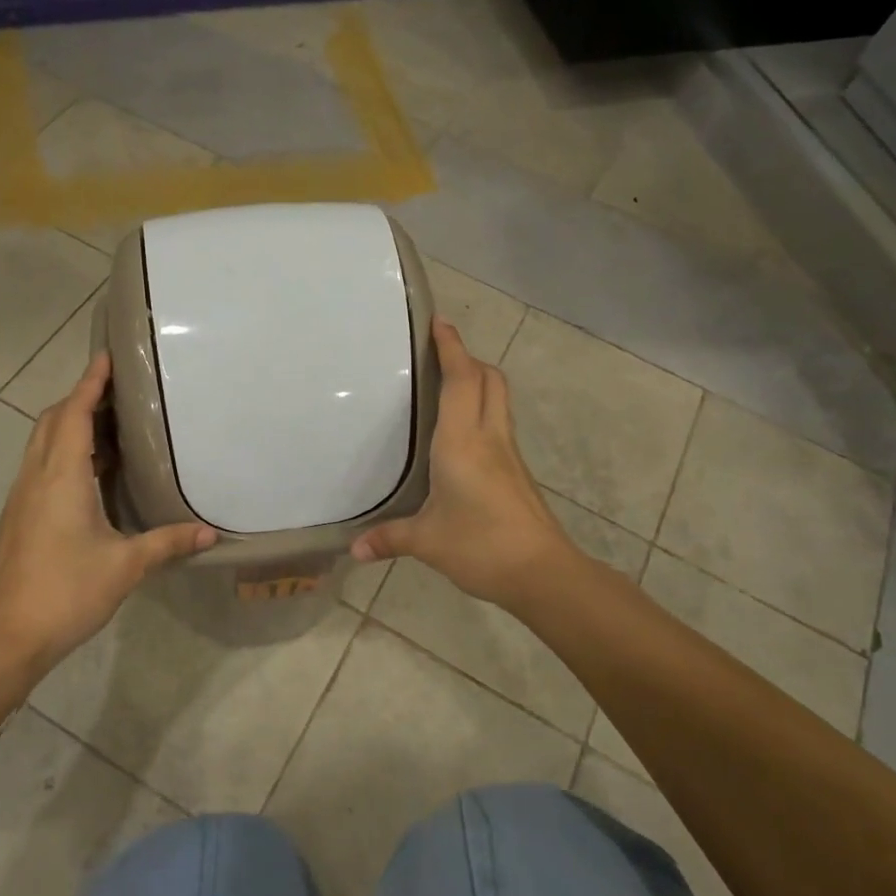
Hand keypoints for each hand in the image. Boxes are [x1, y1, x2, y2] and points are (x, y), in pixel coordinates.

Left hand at [0, 352, 215, 671]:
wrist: (9, 636)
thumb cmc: (68, 592)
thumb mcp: (126, 566)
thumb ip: (168, 543)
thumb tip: (211, 534)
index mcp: (62, 477)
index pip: (74, 414)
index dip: (90, 383)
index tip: (107, 357)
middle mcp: (37, 477)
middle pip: (52, 420)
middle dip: (80, 398)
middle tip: (117, 392)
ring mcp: (22, 496)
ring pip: (42, 442)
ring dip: (70, 425)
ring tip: (110, 426)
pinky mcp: (19, 515)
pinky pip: (41, 465)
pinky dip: (63, 451)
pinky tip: (91, 474)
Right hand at [351, 318, 575, 608]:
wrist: (542, 572)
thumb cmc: (480, 545)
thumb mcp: (426, 542)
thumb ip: (389, 538)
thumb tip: (353, 549)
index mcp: (462, 441)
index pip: (462, 380)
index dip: (452, 347)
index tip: (440, 322)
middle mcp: (489, 437)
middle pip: (489, 379)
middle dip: (468, 358)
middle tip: (440, 355)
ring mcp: (508, 453)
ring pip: (499, 400)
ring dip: (479, 382)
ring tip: (448, 386)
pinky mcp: (517, 472)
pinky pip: (499, 424)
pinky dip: (483, 411)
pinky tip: (462, 436)